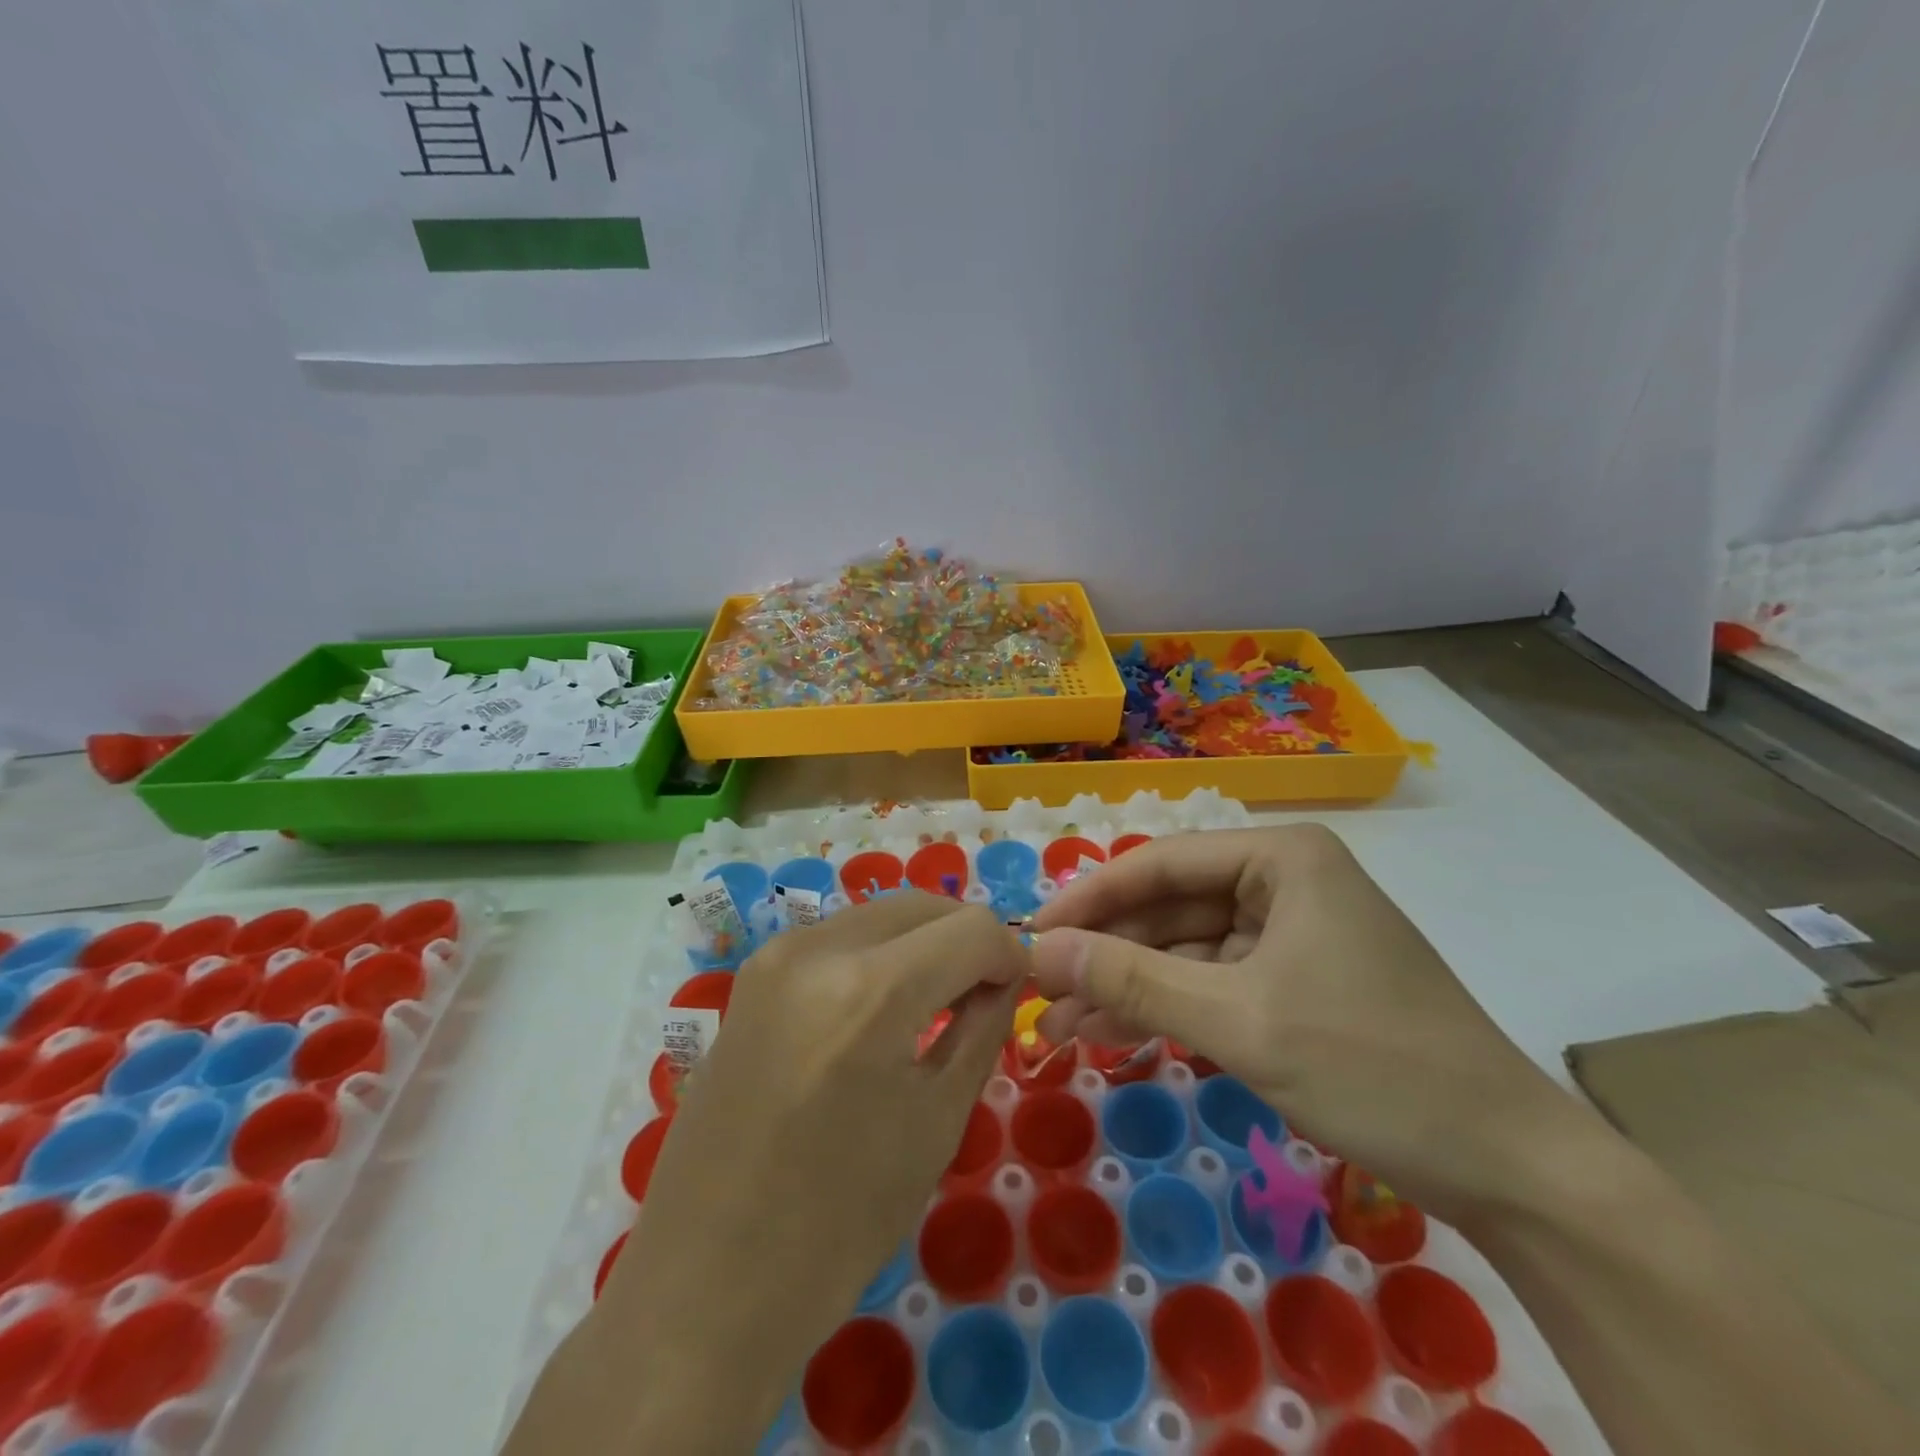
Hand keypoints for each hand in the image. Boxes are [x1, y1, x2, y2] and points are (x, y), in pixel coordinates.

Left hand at [570, 893, 1025, 1449]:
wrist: (705, 1281)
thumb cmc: (837, 1222)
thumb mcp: (935, 1123)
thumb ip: (981, 1031)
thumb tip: (1004, 981)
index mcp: (870, 991)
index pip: (972, 929)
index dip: (1009, 953)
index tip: (1019, 990)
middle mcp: (818, 949)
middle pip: (922, 906)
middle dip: (967, 938)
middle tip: (986, 992)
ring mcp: (776, 956)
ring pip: (879, 915)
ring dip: (922, 941)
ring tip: (938, 998)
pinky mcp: (753, 974)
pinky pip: (838, 936)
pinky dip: (878, 953)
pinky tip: (884, 1003)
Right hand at [1031, 825, 1579, 1224]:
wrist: (1509, 1167)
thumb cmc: (1372, 1065)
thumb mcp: (1238, 1020)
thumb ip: (1131, 980)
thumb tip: (1039, 951)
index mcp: (1281, 859)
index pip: (1158, 865)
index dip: (1089, 900)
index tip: (1032, 937)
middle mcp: (1282, 882)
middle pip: (1169, 909)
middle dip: (1105, 955)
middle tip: (1039, 993)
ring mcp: (1289, 935)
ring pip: (1185, 952)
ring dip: (1126, 989)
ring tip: (1059, 1027)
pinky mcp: (1293, 984)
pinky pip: (1212, 985)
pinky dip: (1166, 1011)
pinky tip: (1111, 1036)